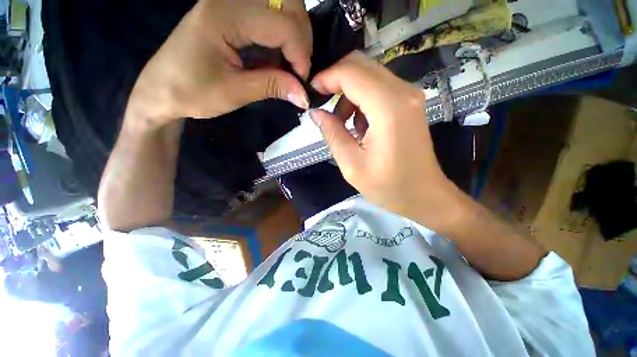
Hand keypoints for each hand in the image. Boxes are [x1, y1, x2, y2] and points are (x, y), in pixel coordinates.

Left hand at [129, 0, 311, 127]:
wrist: (162, 89)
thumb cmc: (192, 92)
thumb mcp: (235, 93)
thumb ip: (273, 87)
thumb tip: (305, 95)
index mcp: (225, 15)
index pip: (282, 23)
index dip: (301, 54)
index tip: (303, 82)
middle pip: (287, 3)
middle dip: (302, 39)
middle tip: (300, 70)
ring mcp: (231, 2)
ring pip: (282, 4)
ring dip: (295, 35)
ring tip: (292, 64)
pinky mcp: (233, 12)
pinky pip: (270, 15)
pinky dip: (283, 36)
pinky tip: (279, 57)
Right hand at [310, 52, 462, 231]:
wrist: (424, 195)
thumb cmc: (388, 186)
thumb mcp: (352, 165)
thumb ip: (332, 134)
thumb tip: (316, 113)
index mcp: (388, 108)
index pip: (352, 73)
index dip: (327, 77)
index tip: (312, 93)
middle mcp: (403, 92)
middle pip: (362, 65)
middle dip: (336, 80)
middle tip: (323, 105)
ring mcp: (410, 95)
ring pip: (370, 75)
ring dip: (349, 93)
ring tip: (342, 124)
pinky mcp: (410, 103)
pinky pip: (379, 88)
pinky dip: (362, 99)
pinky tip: (360, 125)